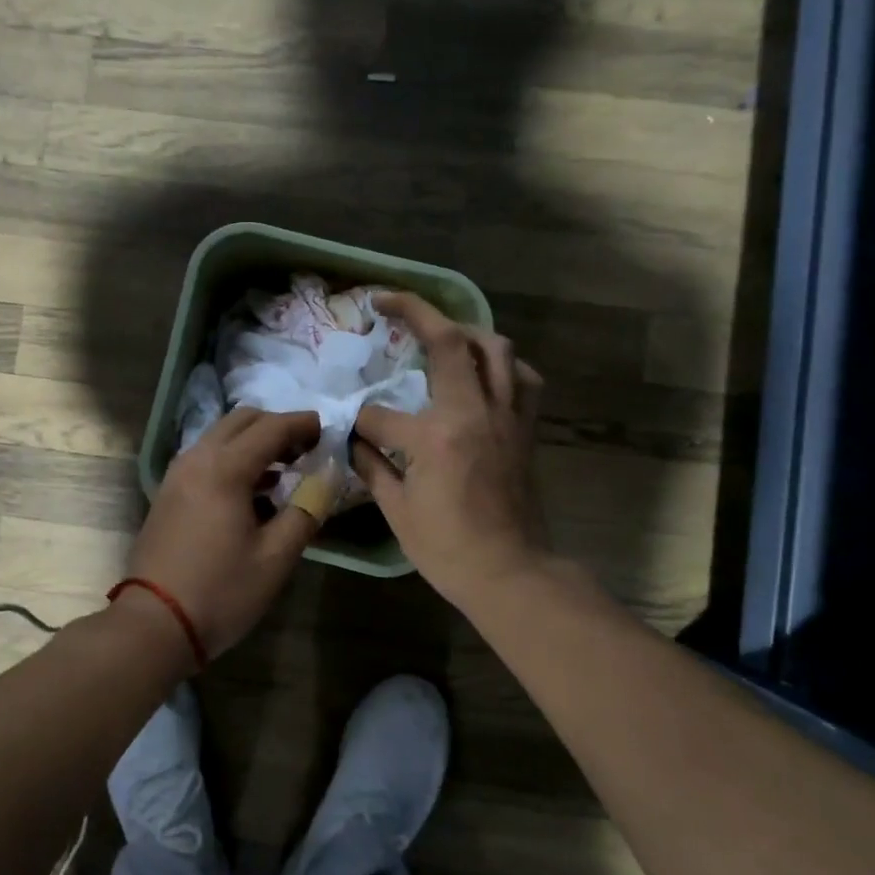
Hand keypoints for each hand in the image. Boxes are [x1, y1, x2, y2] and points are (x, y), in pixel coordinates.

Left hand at [128, 408, 323, 657]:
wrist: (154, 624)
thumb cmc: (221, 591)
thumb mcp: (276, 557)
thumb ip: (306, 510)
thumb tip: (328, 477)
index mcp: (224, 468)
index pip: (271, 428)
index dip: (303, 424)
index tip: (328, 431)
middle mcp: (196, 459)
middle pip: (241, 421)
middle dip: (276, 426)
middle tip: (305, 450)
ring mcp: (177, 475)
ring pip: (220, 437)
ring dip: (253, 443)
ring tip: (285, 471)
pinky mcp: (168, 493)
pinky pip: (205, 459)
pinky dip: (233, 460)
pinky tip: (253, 493)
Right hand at [353, 292, 549, 611]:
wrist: (511, 573)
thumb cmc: (448, 549)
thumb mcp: (397, 510)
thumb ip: (373, 465)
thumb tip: (354, 439)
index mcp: (435, 436)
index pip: (380, 413)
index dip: (358, 421)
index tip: (349, 432)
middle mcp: (474, 412)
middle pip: (449, 341)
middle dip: (414, 311)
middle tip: (388, 301)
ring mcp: (506, 416)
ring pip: (495, 348)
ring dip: (465, 329)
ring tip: (441, 331)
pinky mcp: (525, 428)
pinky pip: (522, 378)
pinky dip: (503, 363)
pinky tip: (485, 371)